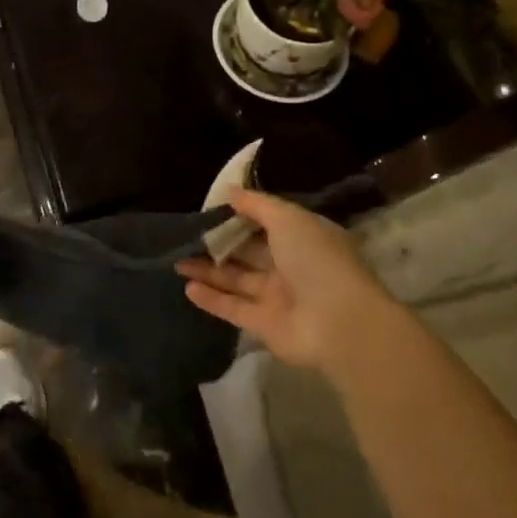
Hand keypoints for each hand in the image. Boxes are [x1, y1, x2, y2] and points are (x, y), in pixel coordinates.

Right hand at [176, 188, 394, 370]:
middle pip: (249, 251)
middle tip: (187, 234)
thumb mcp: (288, 219)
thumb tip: (229, 191)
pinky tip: (187, 287)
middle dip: (220, 242)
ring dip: (209, 270)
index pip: (268, 221)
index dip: (241, 214)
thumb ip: (257, 205)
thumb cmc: (316, 259)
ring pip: (237, 279)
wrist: (339, 323)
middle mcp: (291, 265)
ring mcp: (278, 296)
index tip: (211, 208)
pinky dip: (211, 298)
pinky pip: (233, 308)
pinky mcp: (265, 325)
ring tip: (177, 261)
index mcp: (303, 236)